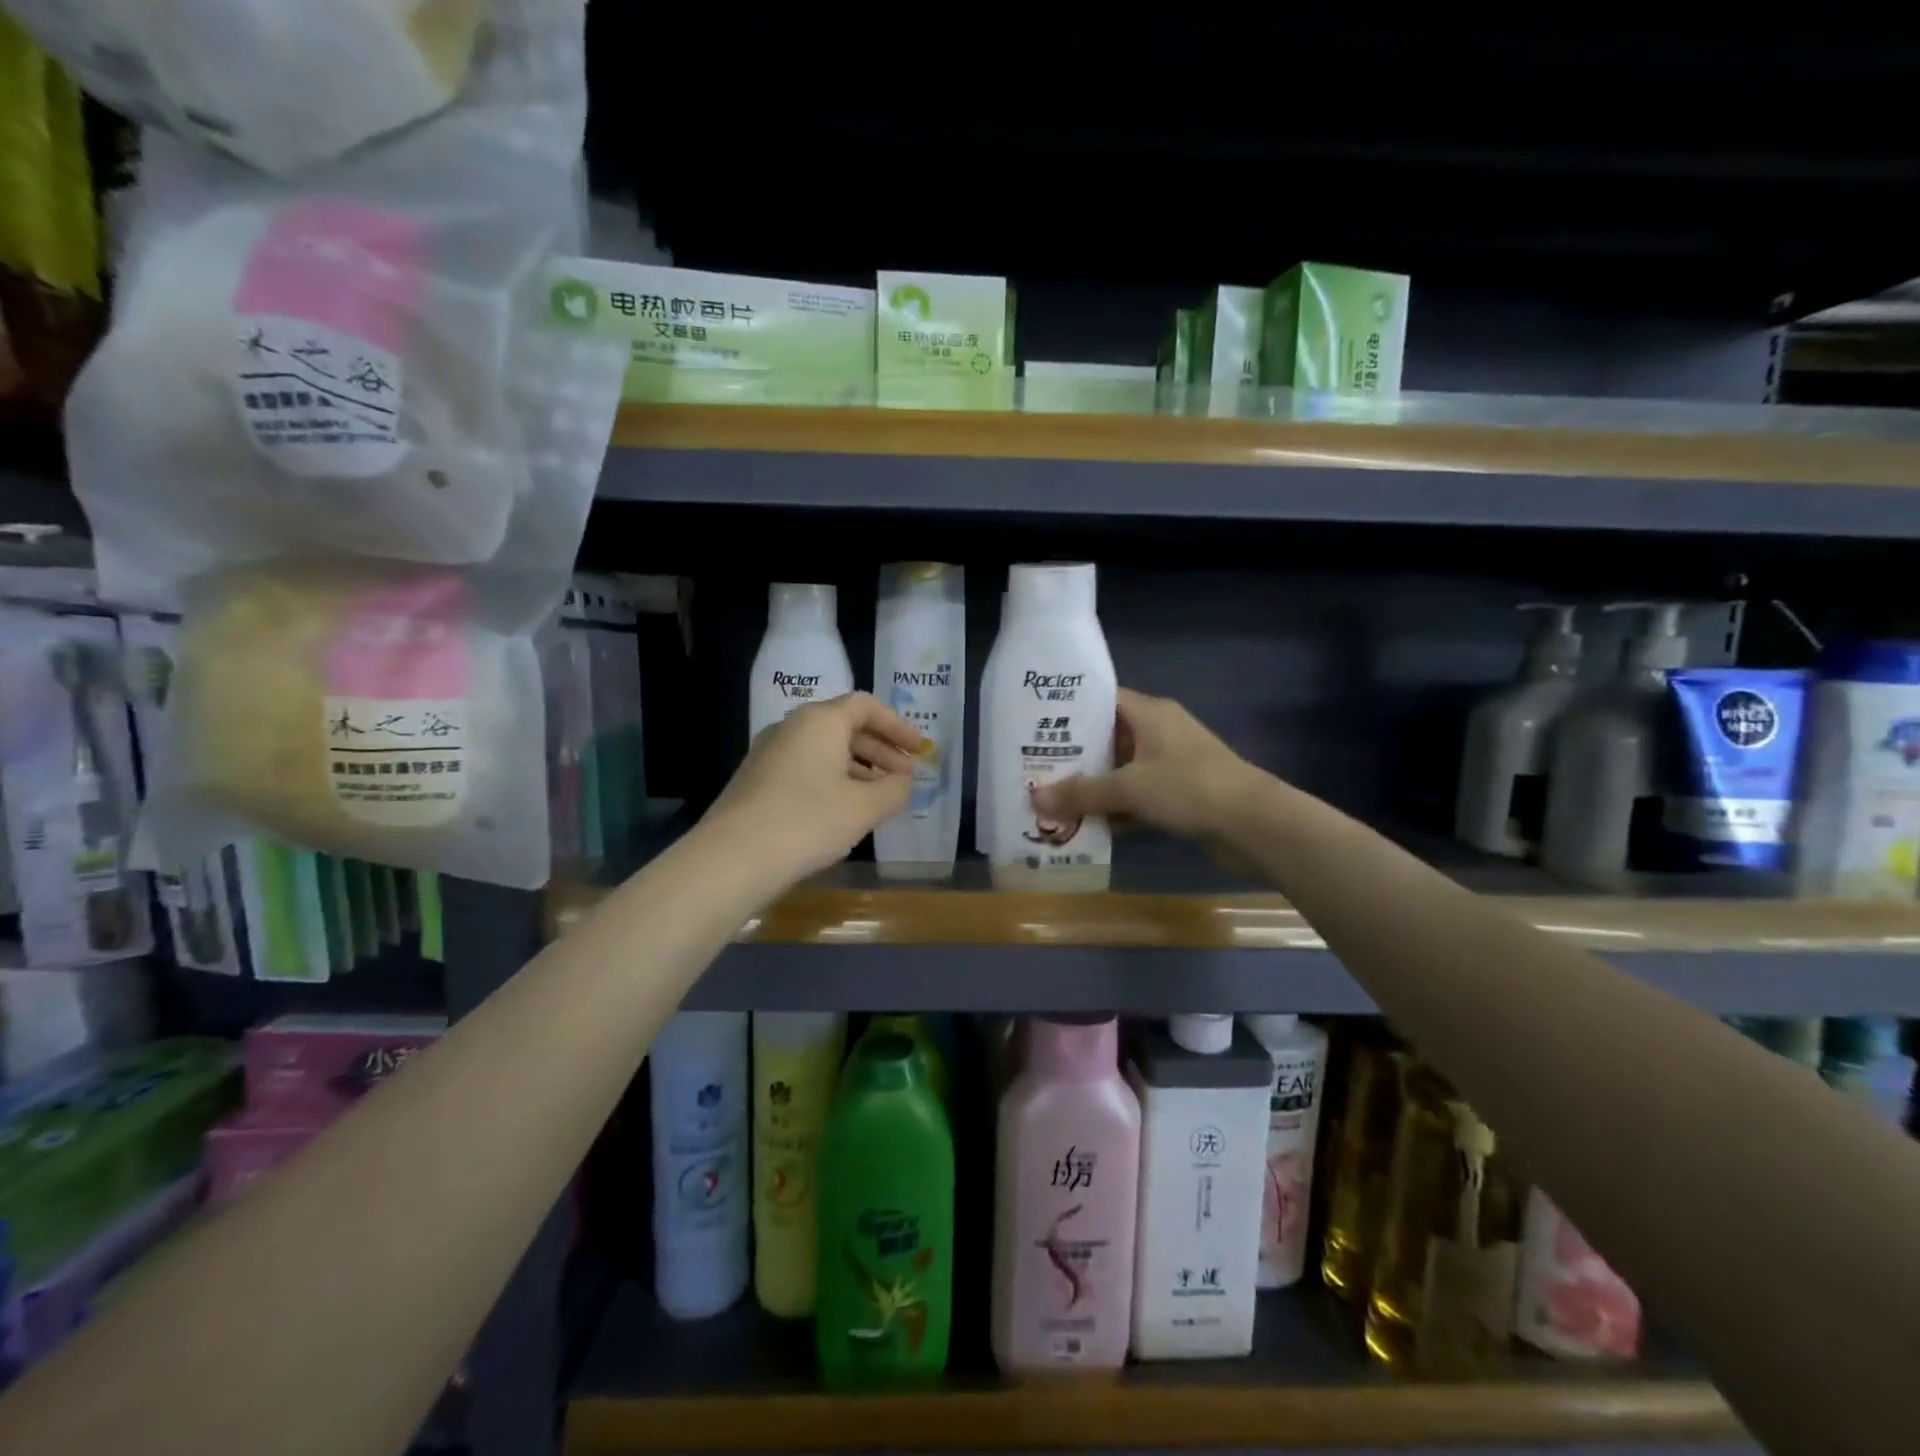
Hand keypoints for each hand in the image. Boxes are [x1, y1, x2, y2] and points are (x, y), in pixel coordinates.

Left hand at [704, 693, 920, 880]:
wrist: (733, 858)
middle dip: (880, 750)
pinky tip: (844, 811)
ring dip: (858, 768)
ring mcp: (769, 754)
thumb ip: (893, 791)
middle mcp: (792, 728)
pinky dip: (832, 781)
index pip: (865, 706)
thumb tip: (903, 783)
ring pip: (824, 750)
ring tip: (880, 797)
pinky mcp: (757, 780)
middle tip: (905, 777)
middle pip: (845, 727)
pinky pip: (805, 768)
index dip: (897, 726)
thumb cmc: (807, 821)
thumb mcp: (863, 808)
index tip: (919, 750)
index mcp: (819, 721)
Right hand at [1030, 687, 1255, 842]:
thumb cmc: (1188, 787)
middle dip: (1075, 756)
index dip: (1069, 712)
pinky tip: (1089, 824)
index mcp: (1149, 713)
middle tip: (1036, 770)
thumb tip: (1035, 800)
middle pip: (1107, 737)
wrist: (1252, 823)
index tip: (1036, 727)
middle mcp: (1159, 731)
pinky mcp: (1179, 792)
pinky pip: (1137, 794)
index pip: (1101, 700)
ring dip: (1094, 786)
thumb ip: (1081, 793)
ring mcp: (1171, 763)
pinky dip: (1117, 807)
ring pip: (1121, 769)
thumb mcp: (1129, 788)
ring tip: (1053, 799)